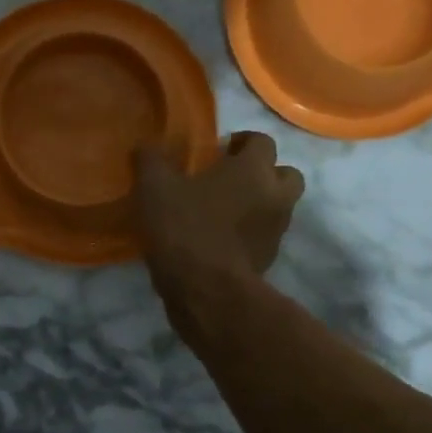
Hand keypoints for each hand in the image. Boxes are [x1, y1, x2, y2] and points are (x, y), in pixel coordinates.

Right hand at [134, 132, 304, 290]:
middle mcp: (275, 196)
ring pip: (278, 208)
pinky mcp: (269, 261)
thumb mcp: (154, 188)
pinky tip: (221, 241)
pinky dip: (250, 235)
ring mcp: (276, 231)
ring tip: (224, 213)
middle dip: (264, 174)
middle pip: (286, 175)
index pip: (262, 141)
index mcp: (254, 169)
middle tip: (232, 181)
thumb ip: (151, 161)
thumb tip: (145, 147)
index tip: (219, 151)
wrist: (206, 291)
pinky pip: (264, 238)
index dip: (242, 142)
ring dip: (259, 206)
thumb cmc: (185, 228)